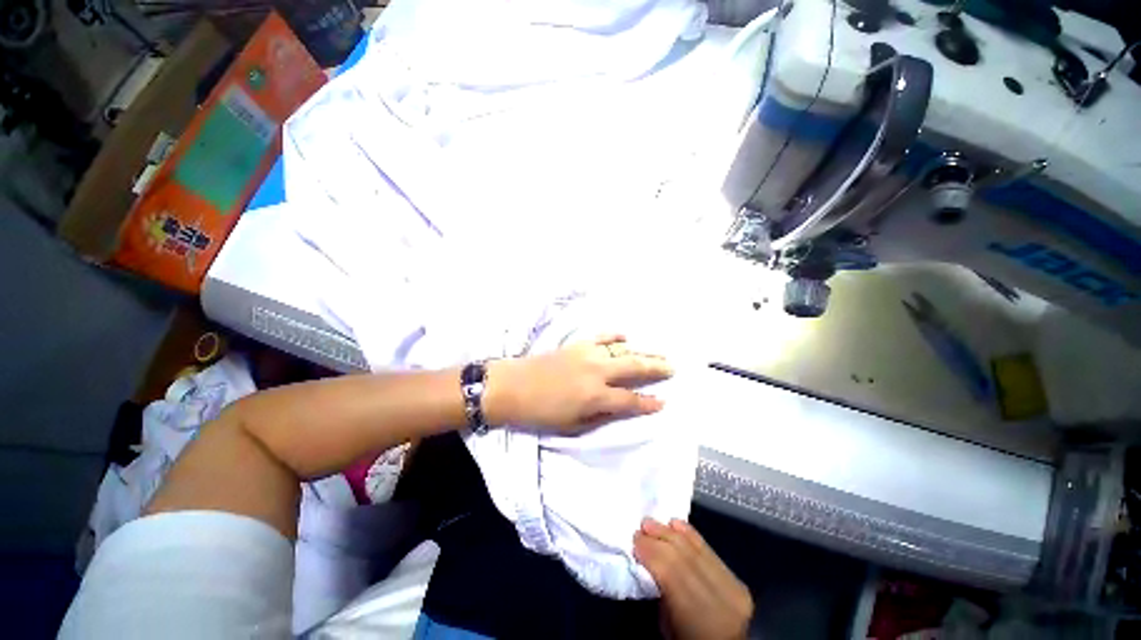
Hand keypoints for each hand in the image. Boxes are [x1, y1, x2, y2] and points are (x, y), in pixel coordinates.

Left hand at [483, 334, 672, 434]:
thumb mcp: (573, 426)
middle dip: (656, 368)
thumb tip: (622, 409)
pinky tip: (625, 337)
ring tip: (657, 353)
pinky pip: (602, 336)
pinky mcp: (577, 344)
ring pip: (622, 350)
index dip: (649, 403)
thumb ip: (601, 416)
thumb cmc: (541, 412)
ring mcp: (588, 354)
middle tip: (672, 367)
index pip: (631, 400)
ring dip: (642, 352)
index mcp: (596, 396)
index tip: (664, 402)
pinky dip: (616, 336)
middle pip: (634, 368)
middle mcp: (598, 371)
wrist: (512, 386)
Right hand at [634, 518, 752, 639]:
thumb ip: (659, 592)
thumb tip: (647, 561)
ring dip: (671, 532)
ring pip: (697, 547)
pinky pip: (710, 550)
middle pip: (683, 554)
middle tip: (640, 528)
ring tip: (652, 524)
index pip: (670, 571)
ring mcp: (735, 588)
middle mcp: (723, 600)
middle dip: (658, 536)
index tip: (634, 540)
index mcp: (701, 619)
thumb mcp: (666, 627)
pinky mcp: (738, 582)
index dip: (650, 549)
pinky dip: (690, 535)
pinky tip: (675, 525)